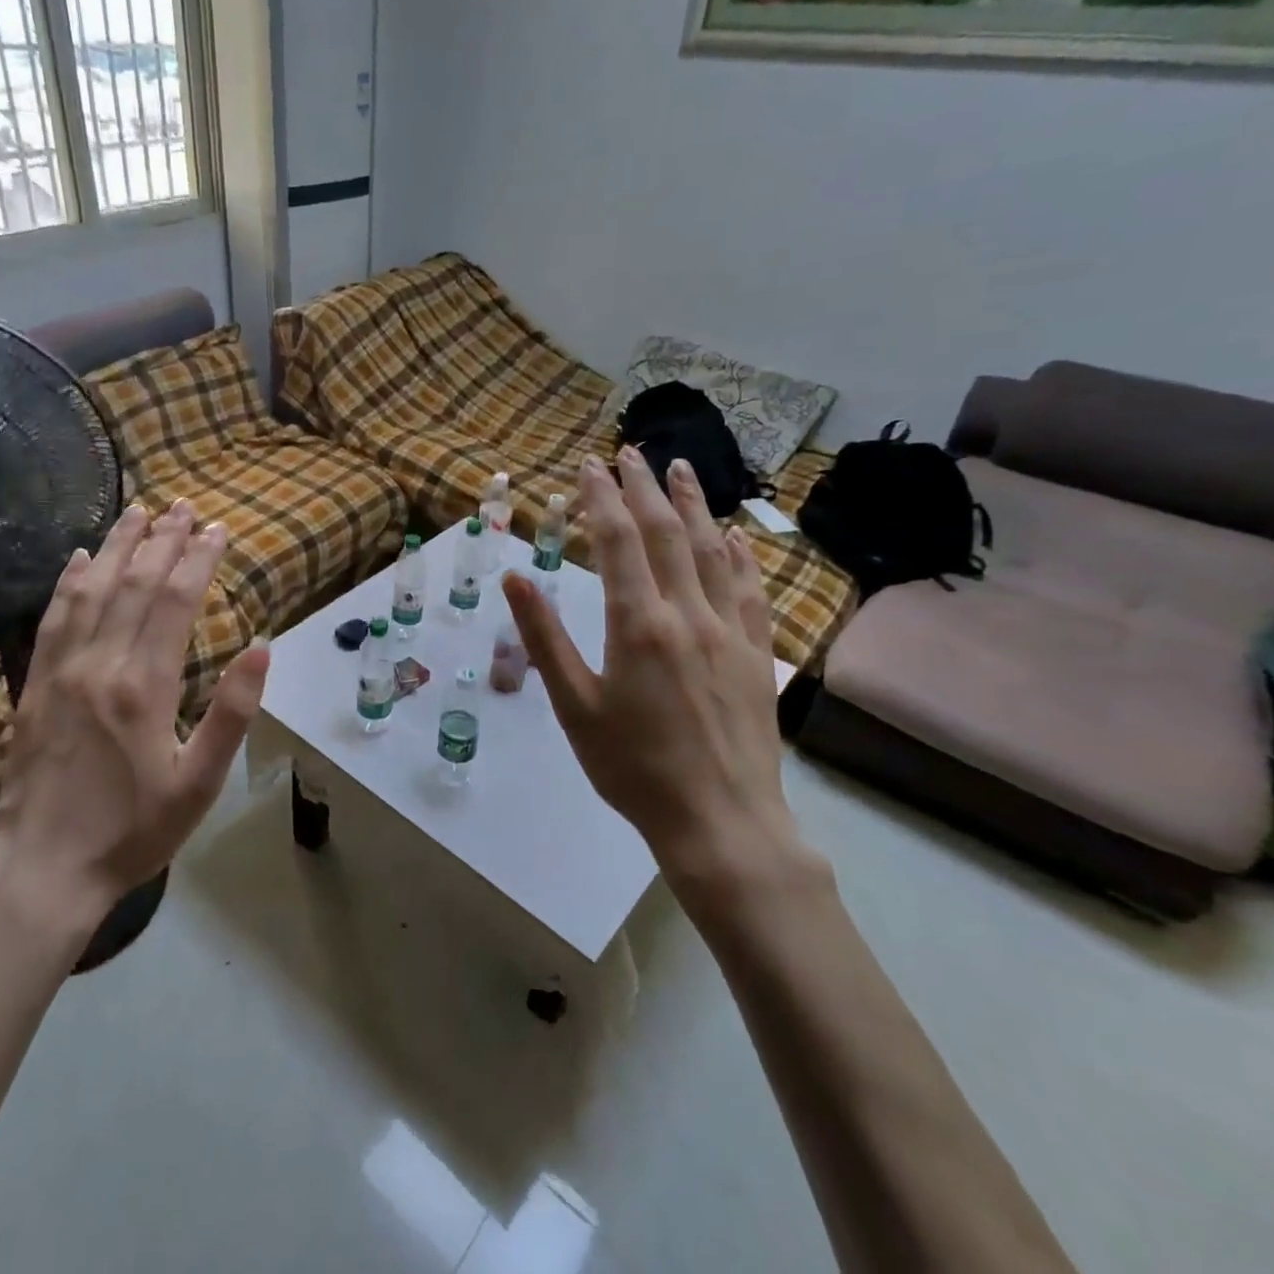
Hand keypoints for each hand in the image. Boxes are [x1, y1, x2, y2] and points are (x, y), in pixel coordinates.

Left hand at [0, 500, 270, 930]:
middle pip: (134, 584)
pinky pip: (52, 619)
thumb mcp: (199, 782)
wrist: (41, 871)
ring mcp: (60, 671)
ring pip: (91, 591)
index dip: (198, 558)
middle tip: (184, 506)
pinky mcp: (33, 686)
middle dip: (163, 540)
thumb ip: (232, 712)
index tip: (218, 528)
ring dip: (116, 546)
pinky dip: (68, 583)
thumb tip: (263, 646)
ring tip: (138, 512)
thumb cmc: (133, 831)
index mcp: (144, 686)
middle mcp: (100, 664)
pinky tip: (77, 559)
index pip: (175, 601)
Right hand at [503, 449, 812, 910]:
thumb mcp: (573, 705)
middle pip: (666, 533)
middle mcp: (688, 613)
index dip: (601, 498)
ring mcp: (730, 631)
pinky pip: (751, 588)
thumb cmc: (633, 768)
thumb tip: (516, 578)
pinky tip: (736, 534)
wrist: (720, 822)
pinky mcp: (757, 653)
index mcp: (638, 624)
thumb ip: (545, 637)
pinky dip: (741, 553)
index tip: (588, 465)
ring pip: (713, 550)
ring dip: (693, 505)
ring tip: (679, 469)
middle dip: (643, 486)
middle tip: (628, 451)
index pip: (618, 542)